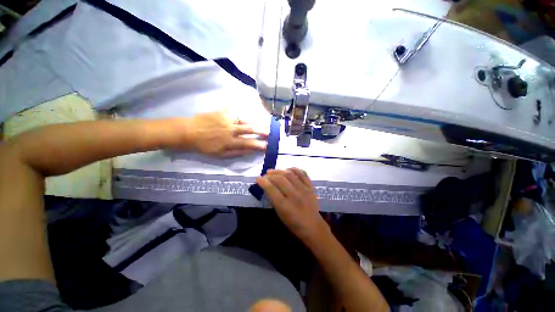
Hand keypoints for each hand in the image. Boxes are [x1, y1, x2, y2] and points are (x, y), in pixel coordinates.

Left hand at [170, 111, 268, 157]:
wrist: (189, 131)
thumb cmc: (204, 146)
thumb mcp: (220, 154)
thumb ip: (237, 152)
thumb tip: (250, 150)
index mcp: (229, 142)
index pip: (249, 143)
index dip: (260, 145)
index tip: (268, 145)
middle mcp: (231, 130)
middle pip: (250, 130)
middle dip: (262, 131)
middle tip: (271, 132)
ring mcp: (227, 120)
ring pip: (246, 120)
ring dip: (257, 123)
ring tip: (265, 125)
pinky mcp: (223, 112)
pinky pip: (238, 113)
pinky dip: (246, 116)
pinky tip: (252, 118)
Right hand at [257, 168, 329, 244]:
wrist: (313, 227)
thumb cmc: (293, 223)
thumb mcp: (280, 214)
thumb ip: (273, 199)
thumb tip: (267, 186)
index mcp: (285, 205)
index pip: (271, 189)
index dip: (263, 182)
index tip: (258, 178)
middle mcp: (294, 195)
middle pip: (280, 180)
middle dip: (270, 175)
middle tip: (265, 175)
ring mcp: (304, 190)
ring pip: (290, 175)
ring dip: (280, 171)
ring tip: (273, 171)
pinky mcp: (310, 187)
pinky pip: (303, 174)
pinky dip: (295, 169)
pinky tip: (288, 169)